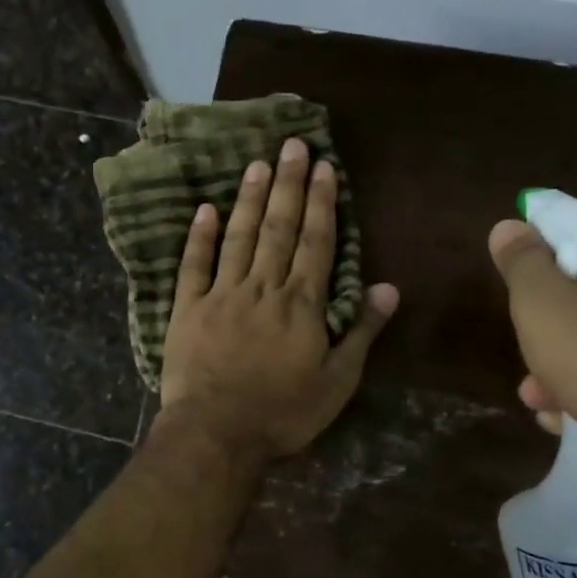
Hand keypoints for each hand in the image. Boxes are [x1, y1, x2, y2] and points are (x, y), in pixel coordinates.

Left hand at [160, 138, 398, 459]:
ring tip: (257, 163)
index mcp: (301, 304)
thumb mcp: (337, 381)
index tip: (323, 167)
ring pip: (239, 237)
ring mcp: (221, 295)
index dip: (321, 203)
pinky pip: (193, 265)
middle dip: (288, 185)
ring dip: (249, 198)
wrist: (217, 433)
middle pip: (278, 228)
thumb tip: (389, 287)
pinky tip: (205, 209)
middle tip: (292, 145)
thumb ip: (361, 331)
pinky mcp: (187, 309)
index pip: (316, 242)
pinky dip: (199, 236)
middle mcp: (262, 288)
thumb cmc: (284, 413)